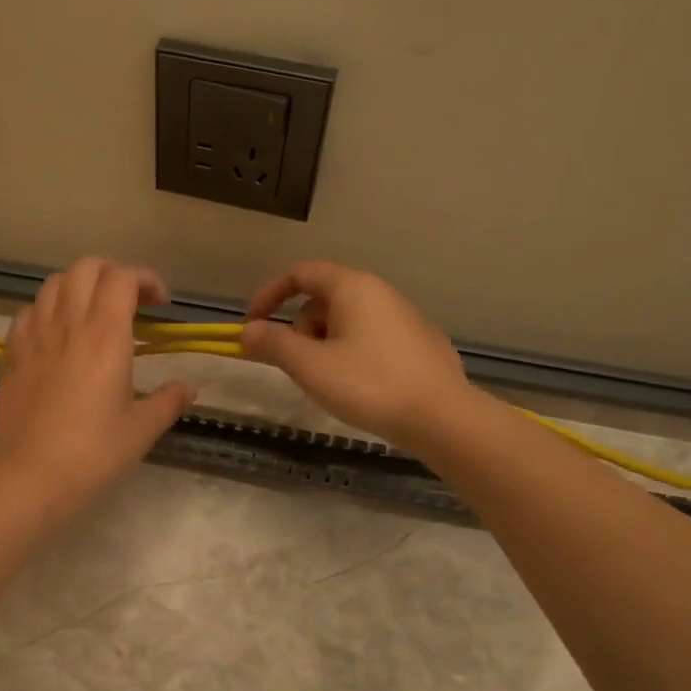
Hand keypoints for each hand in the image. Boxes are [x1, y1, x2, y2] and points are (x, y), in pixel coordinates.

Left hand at [0, 257, 195, 506]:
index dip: (146, 279)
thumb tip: (189, 389)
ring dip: (78, 286)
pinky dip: (46, 310)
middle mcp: (68, 323)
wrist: (31, 476)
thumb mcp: (141, 429)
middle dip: (112, 273)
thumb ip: (168, 401)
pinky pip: (27, 312)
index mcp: (105, 335)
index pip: (123, 278)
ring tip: (91, 312)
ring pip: (53, 284)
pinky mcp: (12, 354)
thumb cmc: (94, 452)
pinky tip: (56, 334)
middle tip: (129, 301)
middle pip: (85, 267)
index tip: (161, 304)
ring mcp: (34, 336)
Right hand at [239, 260, 474, 453]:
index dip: (270, 294)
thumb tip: (248, 331)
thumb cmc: (369, 385)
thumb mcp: (310, 366)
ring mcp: (405, 316)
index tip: (254, 324)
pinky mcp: (420, 342)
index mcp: (353, 287)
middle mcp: (380, 292)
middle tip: (295, 365)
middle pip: (323, 298)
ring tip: (327, 382)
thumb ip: (273, 343)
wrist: (443, 417)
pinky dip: (351, 352)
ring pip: (347, 320)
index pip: (301, 272)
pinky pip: (371, 337)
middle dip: (299, 328)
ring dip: (324, 343)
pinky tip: (359, 387)